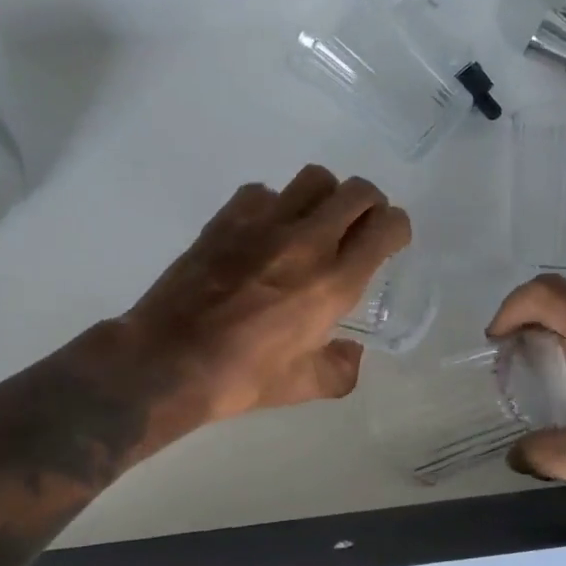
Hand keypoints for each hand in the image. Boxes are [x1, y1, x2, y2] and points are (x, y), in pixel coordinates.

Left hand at [126, 166, 410, 422]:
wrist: (167, 360)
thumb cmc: (241, 378)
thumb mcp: (304, 386)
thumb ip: (342, 369)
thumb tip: (352, 353)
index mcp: (334, 283)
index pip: (385, 227)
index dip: (397, 227)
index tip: (391, 239)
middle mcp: (307, 242)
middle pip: (357, 191)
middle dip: (369, 204)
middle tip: (359, 225)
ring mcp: (264, 224)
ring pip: (314, 179)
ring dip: (325, 196)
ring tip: (314, 222)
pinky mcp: (227, 218)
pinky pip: (263, 191)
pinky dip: (274, 204)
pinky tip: (264, 232)